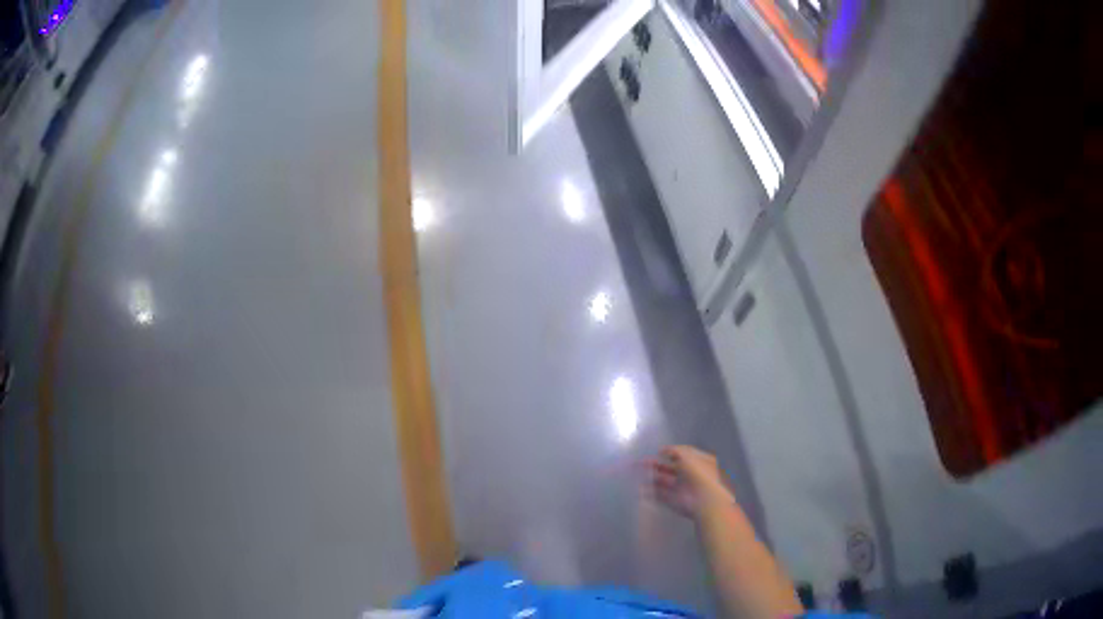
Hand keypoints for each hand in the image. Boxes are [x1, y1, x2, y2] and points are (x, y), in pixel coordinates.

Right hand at [647, 445, 735, 519]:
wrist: (704, 501)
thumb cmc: (699, 474)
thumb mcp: (688, 456)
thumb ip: (675, 451)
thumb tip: (663, 450)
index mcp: (698, 462)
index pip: (683, 455)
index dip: (671, 452)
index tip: (658, 451)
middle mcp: (690, 475)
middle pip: (670, 468)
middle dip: (656, 464)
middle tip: (641, 461)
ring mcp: (682, 488)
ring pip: (664, 481)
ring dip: (651, 476)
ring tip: (637, 472)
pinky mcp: (674, 501)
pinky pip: (660, 495)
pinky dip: (650, 492)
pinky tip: (640, 488)